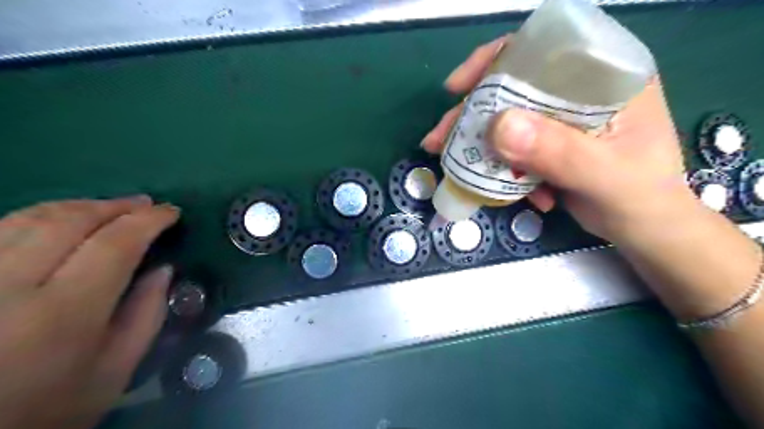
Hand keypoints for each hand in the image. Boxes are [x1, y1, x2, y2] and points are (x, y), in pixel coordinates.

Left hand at [0, 196, 179, 428]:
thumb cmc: (45, 409)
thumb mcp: (113, 373)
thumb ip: (146, 317)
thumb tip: (163, 269)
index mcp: (62, 314)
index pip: (115, 244)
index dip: (148, 220)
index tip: (171, 212)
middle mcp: (6, 287)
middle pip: (69, 222)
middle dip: (116, 206)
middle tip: (145, 204)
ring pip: (27, 218)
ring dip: (79, 207)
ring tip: (109, 208)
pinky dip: (38, 218)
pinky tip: (60, 223)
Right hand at [421, 38, 690, 244]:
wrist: (644, 230)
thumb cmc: (640, 198)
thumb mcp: (602, 175)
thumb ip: (557, 150)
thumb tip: (497, 126)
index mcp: (604, 77)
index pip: (541, 49)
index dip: (494, 60)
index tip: (458, 88)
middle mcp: (578, 90)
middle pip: (511, 87)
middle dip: (472, 115)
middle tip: (439, 140)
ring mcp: (560, 119)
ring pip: (506, 120)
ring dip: (479, 145)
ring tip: (455, 167)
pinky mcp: (548, 144)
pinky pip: (511, 148)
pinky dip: (501, 168)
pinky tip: (512, 191)